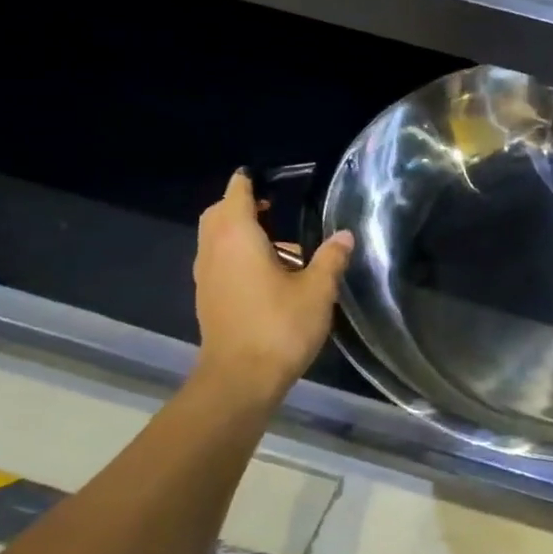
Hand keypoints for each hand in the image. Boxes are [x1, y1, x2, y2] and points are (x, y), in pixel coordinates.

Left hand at [193, 170, 353, 401]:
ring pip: (217, 241)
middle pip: (219, 216)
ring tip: (282, 246)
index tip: (259, 174)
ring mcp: (207, 278)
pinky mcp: (210, 300)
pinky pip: (220, 263)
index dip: (247, 182)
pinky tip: (270, 275)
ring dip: (241, 234)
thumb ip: (331, 259)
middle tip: (272, 207)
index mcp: (238, 239)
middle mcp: (214, 252)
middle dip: (240, 206)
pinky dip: (238, 256)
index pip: (236, 196)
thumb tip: (345, 236)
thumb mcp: (318, 290)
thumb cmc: (280, 326)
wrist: (241, 379)